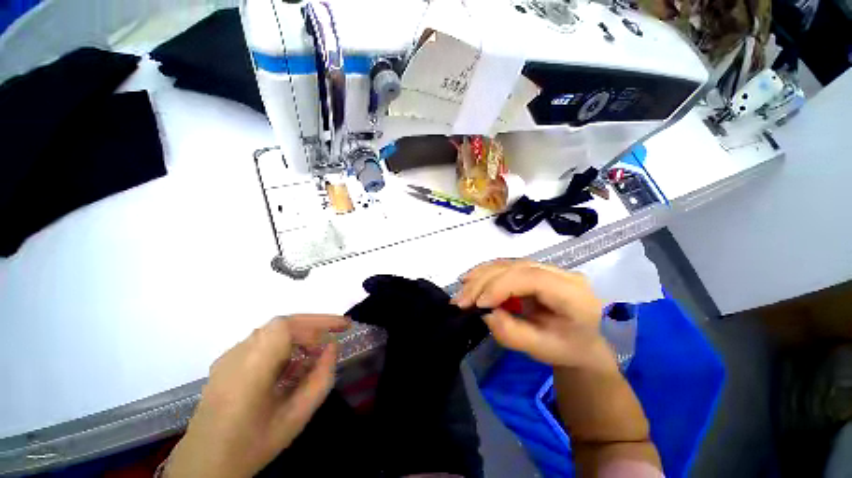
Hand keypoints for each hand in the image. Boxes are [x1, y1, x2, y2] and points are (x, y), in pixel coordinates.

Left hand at [164, 315, 349, 477]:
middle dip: (312, 328)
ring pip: (272, 333)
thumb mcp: (296, 416)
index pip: (287, 326)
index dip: (318, 321)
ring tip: (314, 357)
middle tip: (332, 339)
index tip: (343, 327)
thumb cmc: (253, 444)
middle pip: (281, 325)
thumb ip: (321, 378)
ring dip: (298, 338)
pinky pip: (261, 344)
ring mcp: (228, 357)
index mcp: (251, 367)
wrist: (203, 466)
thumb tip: (332, 347)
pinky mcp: (225, 363)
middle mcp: (237, 354)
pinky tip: (290, 367)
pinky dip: (282, 347)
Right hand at [454, 259, 615, 371]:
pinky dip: (486, 273)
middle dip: (484, 282)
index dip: (501, 286)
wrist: (580, 342)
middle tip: (461, 300)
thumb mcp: (542, 350)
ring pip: (508, 263)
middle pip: (516, 267)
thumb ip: (513, 334)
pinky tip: (471, 279)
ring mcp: (547, 268)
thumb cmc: (565, 348)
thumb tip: (487, 314)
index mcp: (572, 294)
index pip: (532, 278)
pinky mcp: (534, 269)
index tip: (479, 304)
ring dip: (481, 276)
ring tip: (462, 291)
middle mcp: (561, 273)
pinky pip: (506, 266)